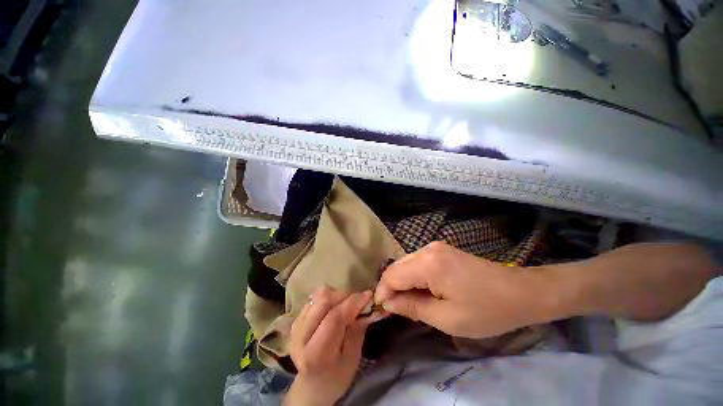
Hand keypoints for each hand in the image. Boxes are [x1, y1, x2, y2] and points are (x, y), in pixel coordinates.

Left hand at [284, 287, 377, 405]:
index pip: (334, 318)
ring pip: (319, 296)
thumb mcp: (352, 358)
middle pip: (324, 301)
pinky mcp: (296, 319)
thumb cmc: (336, 376)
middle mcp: (300, 336)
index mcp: (316, 353)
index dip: (352, 303)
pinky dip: (329, 297)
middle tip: (358, 300)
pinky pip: (315, 298)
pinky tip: (335, 307)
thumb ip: (358, 329)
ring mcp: (295, 326)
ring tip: (346, 304)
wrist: (311, 385)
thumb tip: (367, 303)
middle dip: (345, 295)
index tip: (368, 295)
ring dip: (337, 295)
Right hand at [374, 241, 550, 338]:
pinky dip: (412, 276)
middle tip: (394, 309)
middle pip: (396, 266)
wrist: (520, 291)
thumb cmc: (486, 310)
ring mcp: (434, 247)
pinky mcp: (440, 250)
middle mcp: (427, 249)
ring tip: (407, 302)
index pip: (392, 275)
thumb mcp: (447, 318)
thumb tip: (388, 303)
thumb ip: (413, 308)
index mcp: (428, 264)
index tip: (381, 310)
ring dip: (401, 282)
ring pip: (405, 263)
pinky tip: (420, 290)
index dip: (383, 292)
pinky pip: (416, 262)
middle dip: (390, 287)